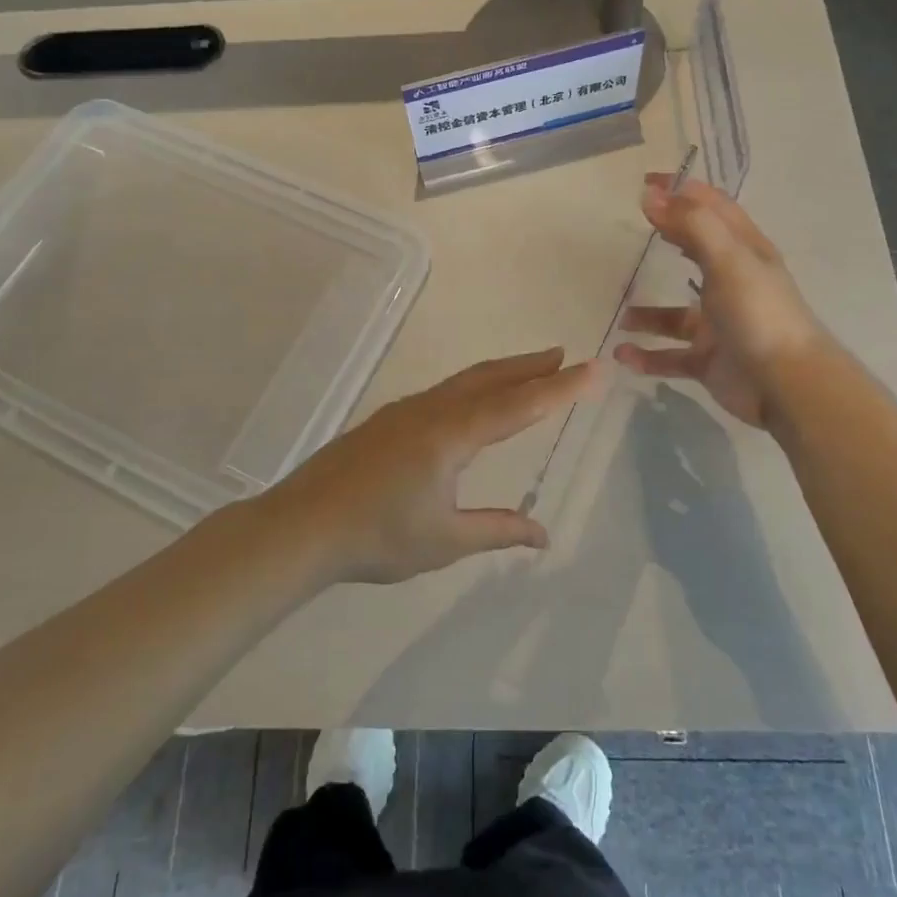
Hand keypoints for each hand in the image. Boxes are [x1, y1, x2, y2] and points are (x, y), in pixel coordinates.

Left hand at [255, 348, 604, 584]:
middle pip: (490, 379)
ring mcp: (404, 412)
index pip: (519, 405)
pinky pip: (443, 393)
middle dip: (530, 366)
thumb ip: (496, 530)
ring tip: (530, 370)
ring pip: (463, 382)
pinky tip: (472, 403)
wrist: (301, 527)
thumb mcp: (445, 540)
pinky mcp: (386, 422)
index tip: (594, 368)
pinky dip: (473, 387)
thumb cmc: (376, 536)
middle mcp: (431, 411)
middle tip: (564, 356)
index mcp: (450, 435)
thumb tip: (542, 534)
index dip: (560, 388)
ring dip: (501, 373)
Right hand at [612, 176, 823, 427]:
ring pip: (675, 315)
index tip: (647, 182)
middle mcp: (732, 284)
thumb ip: (691, 224)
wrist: (785, 385)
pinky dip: (647, 355)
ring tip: (621, 314)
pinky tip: (624, 354)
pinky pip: (670, 356)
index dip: (684, 191)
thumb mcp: (728, 260)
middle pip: (695, 253)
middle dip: (666, 239)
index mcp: (744, 253)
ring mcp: (719, 325)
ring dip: (648, 314)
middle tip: (629, 229)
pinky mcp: (708, 360)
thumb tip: (651, 195)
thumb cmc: (758, 313)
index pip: (714, 209)